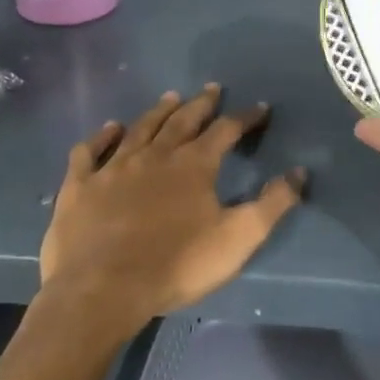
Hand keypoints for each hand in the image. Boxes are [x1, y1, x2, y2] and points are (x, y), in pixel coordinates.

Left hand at [0, 85, 306, 379]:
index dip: (246, 117)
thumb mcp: (238, 238)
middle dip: (201, 104)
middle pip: (183, 120)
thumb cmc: (177, 265)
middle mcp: (155, 155)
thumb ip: (272, 204)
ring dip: (158, 111)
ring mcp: (114, 167)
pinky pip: (90, 151)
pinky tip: (109, 129)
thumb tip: (299, 172)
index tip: (260, 108)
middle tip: (212, 89)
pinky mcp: (80, 186)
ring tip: (170, 97)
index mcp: (194, 164)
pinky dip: (101, 137)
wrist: (102, 291)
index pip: (227, 130)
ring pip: (140, 128)